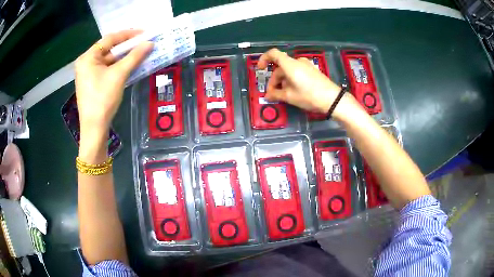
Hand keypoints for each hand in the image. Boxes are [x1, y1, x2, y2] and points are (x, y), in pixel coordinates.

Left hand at [75, 30, 152, 133]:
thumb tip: (150, 43)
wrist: (94, 128)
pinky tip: (130, 65)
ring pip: (109, 60)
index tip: (144, 33)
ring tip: (140, 53)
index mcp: (88, 57)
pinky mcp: (92, 82)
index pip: (109, 39)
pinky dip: (118, 67)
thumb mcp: (119, 75)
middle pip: (109, 49)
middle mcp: (86, 62)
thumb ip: (134, 57)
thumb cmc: (103, 99)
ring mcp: (88, 73)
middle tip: (143, 43)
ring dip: (124, 57)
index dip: (128, 34)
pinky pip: (107, 69)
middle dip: (126, 46)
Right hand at [257, 48, 361, 120]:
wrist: (333, 99)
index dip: (264, 59)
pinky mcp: (312, 71)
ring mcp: (306, 66)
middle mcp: (298, 62)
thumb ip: (276, 94)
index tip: (260, 69)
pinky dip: (291, 80)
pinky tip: (293, 91)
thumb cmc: (309, 96)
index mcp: (290, 65)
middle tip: (273, 93)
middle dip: (274, 79)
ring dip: (283, 81)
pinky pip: (297, 72)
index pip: (273, 54)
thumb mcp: (290, 97)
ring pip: (289, 70)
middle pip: (281, 66)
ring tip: (283, 95)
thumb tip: (267, 95)